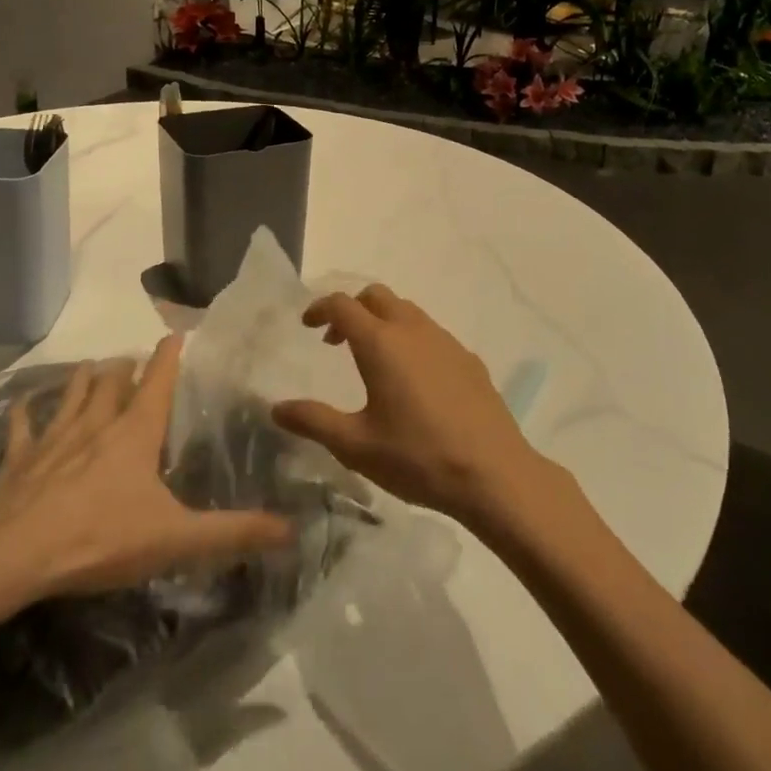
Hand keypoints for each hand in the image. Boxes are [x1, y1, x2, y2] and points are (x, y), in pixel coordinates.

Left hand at [0, 335, 292, 628]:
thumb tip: (292, 529)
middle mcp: (97, 422)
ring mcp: (55, 438)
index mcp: (136, 432)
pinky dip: (26, 413)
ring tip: (92, 368)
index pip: (158, 378)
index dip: (169, 354)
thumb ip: (234, 533)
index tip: (175, 333)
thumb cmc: (100, 539)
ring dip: (85, 378)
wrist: (13, 559)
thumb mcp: (176, 539)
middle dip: (125, 367)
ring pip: (73, 393)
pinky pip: (23, 426)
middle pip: (113, 379)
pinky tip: (23, 405)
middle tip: (133, 362)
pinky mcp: (20, 460)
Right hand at [271, 284, 559, 528]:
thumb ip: (313, 421)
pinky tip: (414, 380)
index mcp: (381, 343)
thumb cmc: (418, 457)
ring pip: (407, 311)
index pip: (343, 304)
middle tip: (336, 340)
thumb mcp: (356, 446)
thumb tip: (276, 408)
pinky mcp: (468, 358)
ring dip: (382, 321)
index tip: (307, 325)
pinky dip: (411, 339)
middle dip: (352, 309)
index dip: (320, 308)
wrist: (494, 474)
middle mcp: (413, 330)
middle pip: (376, 296)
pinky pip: (431, 333)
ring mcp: (445, 341)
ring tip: (373, 360)